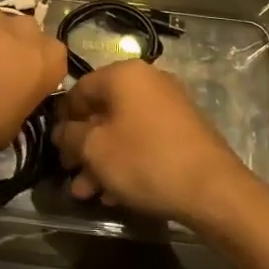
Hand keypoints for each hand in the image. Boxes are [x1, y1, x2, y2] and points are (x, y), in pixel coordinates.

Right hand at [52, 60, 252, 224]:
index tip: (56, 148)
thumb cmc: (144, 159)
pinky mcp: (184, 130)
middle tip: (71, 174)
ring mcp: (169, 105)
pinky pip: (144, 140)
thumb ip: (69, 136)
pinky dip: (127, 160)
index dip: (62, 119)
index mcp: (123, 74)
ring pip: (123, 130)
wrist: (212, 189)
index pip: (79, 89)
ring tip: (89, 193)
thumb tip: (62, 132)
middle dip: (83, 146)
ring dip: (102, 160)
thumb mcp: (94, 149)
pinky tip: (116, 194)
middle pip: (102, 111)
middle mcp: (148, 81)